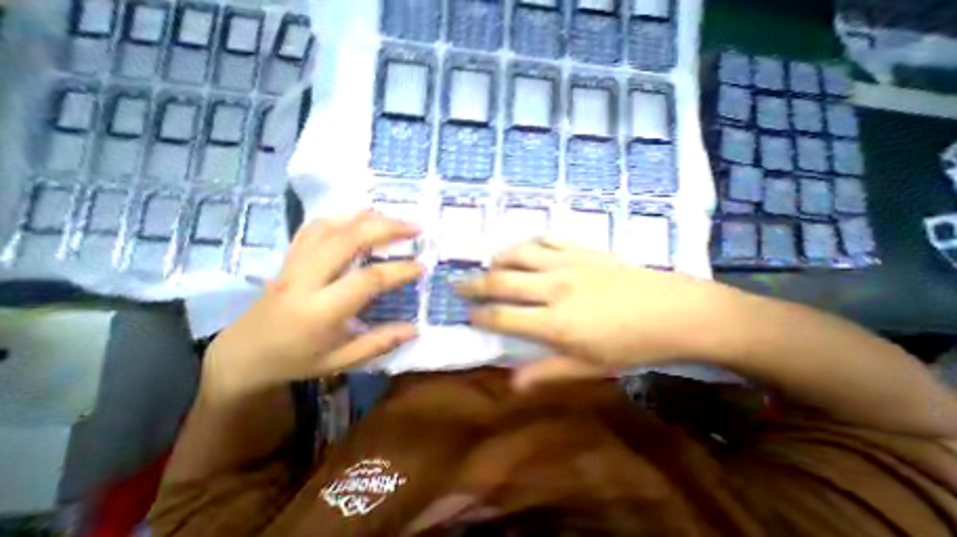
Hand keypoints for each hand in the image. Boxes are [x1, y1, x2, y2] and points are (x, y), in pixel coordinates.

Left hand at [200, 212, 420, 400]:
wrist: (241, 354)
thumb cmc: (295, 360)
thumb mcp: (340, 360)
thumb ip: (379, 343)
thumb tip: (414, 329)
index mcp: (320, 311)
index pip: (366, 280)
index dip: (398, 271)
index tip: (421, 266)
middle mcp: (305, 280)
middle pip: (348, 239)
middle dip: (386, 228)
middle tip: (415, 227)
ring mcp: (294, 263)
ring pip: (332, 227)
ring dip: (367, 218)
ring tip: (395, 218)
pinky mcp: (289, 257)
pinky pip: (315, 227)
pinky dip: (343, 217)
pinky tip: (361, 219)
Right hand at [460, 239, 734, 385]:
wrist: (675, 311)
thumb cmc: (632, 345)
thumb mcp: (589, 367)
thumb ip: (547, 371)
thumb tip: (512, 383)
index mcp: (555, 322)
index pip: (503, 317)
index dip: (480, 316)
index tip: (468, 314)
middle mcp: (554, 288)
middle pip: (502, 281)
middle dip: (475, 284)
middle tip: (460, 284)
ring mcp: (568, 263)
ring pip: (519, 253)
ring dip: (498, 259)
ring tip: (490, 265)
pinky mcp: (582, 248)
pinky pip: (547, 238)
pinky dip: (530, 242)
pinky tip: (525, 249)